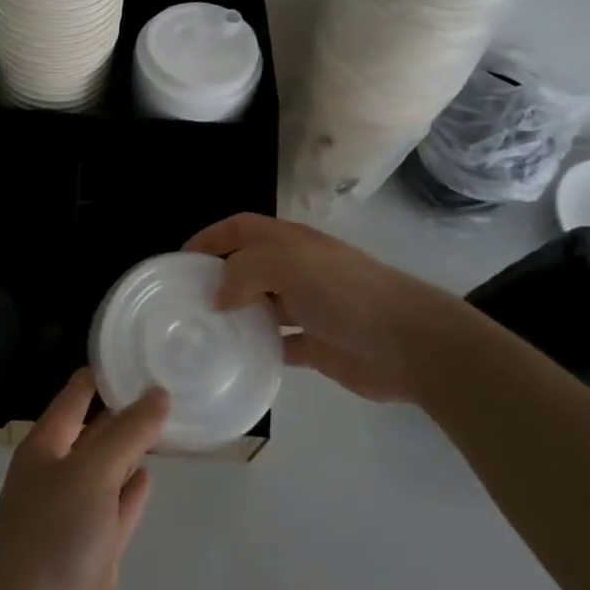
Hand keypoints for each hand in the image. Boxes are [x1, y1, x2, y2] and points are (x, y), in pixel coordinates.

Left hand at [0, 370, 168, 589]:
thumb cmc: (53, 533)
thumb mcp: (91, 470)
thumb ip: (127, 432)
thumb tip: (158, 393)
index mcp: (46, 445)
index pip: (76, 395)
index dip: (104, 373)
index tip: (140, 352)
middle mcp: (59, 471)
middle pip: (96, 430)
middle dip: (126, 409)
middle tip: (168, 382)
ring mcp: (77, 511)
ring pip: (110, 468)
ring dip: (133, 448)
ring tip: (169, 420)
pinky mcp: (96, 547)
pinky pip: (119, 507)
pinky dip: (134, 490)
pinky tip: (152, 473)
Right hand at [187, 212, 475, 404]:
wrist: (408, 342)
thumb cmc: (345, 292)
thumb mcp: (288, 264)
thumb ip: (244, 271)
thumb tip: (218, 296)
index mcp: (290, 242)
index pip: (241, 228)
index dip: (211, 237)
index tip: (181, 260)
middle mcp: (297, 269)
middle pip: (248, 266)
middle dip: (218, 278)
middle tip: (185, 302)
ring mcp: (308, 307)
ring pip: (261, 306)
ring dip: (236, 316)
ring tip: (203, 333)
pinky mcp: (317, 345)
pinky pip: (279, 344)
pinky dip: (259, 349)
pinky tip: (237, 361)